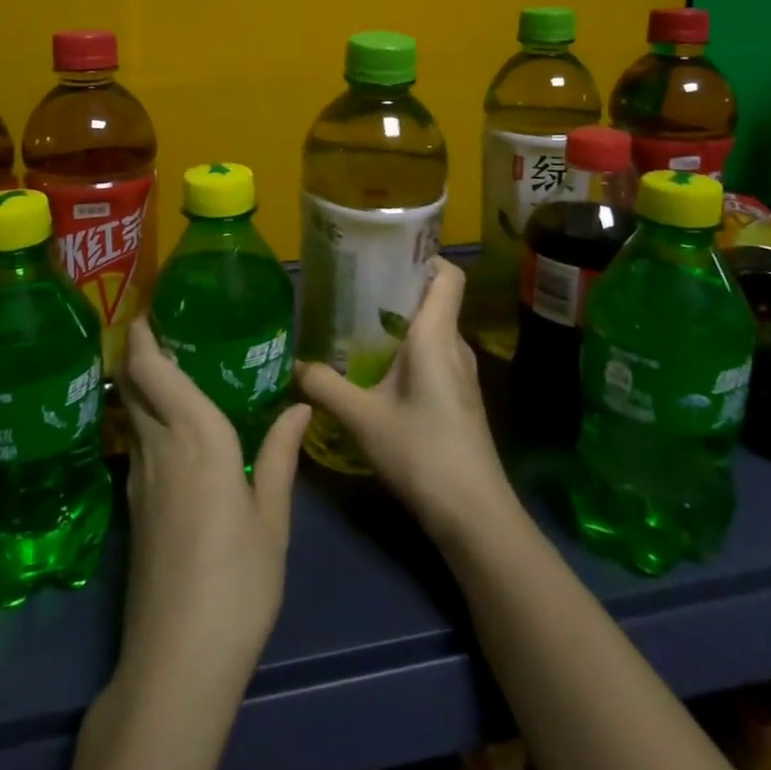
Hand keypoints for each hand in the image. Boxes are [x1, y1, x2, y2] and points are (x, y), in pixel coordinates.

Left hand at [117, 317, 310, 694]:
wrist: (176, 661)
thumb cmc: (238, 582)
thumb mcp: (272, 519)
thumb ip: (281, 455)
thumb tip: (300, 406)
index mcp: (196, 438)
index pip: (152, 370)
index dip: (143, 334)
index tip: (149, 306)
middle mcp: (159, 447)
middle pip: (134, 384)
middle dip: (138, 349)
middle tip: (163, 324)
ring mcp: (139, 479)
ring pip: (132, 412)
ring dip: (141, 382)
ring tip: (171, 364)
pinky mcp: (133, 508)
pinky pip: (137, 442)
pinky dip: (146, 417)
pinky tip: (172, 427)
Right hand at [295, 258, 513, 541]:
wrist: (475, 515)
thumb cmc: (422, 453)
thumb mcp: (362, 418)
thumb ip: (326, 387)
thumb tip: (295, 365)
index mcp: (436, 336)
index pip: (448, 276)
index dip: (426, 257)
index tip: (388, 254)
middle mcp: (455, 347)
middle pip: (435, 301)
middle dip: (398, 290)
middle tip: (355, 290)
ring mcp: (462, 376)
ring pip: (434, 332)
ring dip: (402, 324)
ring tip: (359, 328)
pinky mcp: (460, 400)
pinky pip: (435, 357)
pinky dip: (410, 352)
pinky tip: (379, 373)